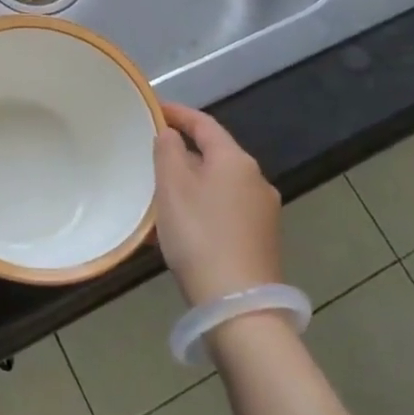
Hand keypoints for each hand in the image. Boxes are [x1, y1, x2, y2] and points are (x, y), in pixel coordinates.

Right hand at [153, 103, 283, 305]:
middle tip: (150, 155)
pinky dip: (202, 207)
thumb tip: (171, 134)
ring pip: (219, 185)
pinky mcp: (261, 240)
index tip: (153, 108)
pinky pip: (225, 210)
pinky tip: (181, 227)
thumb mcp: (172, 187)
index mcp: (235, 160)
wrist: (239, 306)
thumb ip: (168, 151)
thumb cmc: (200, 236)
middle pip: (214, 155)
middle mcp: (256, 180)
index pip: (204, 124)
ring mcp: (263, 212)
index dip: (177, 113)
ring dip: (191, 184)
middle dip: (183, 152)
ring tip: (160, 195)